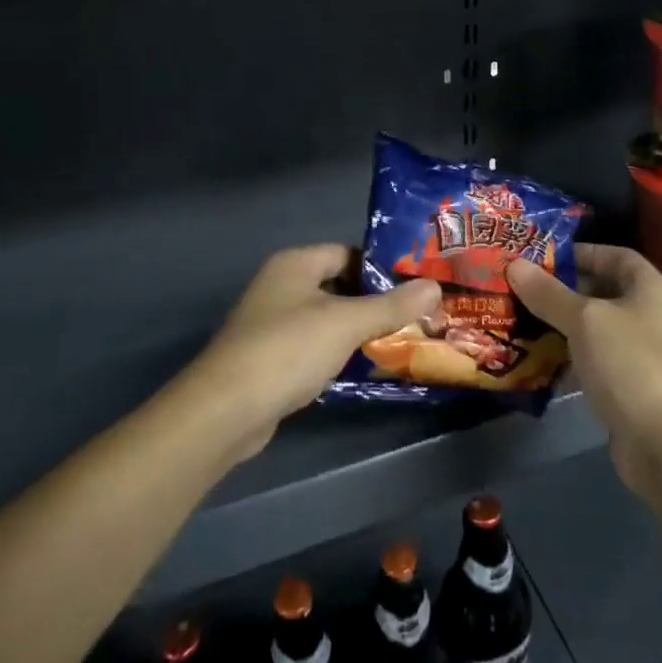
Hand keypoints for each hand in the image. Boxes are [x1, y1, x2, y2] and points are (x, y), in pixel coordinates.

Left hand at [183, 244, 441, 461]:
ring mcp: (272, 324)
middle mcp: (281, 286)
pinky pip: (314, 347)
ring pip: (327, 319)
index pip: (347, 252)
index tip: (416, 285)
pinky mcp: (270, 359)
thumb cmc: (288, 349)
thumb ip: (392, 305)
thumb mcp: (347, 323)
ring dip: (358, 331)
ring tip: (402, 341)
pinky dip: (338, 354)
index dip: (381, 267)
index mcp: (295, 264)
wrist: (226, 410)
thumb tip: (435, 286)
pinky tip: (365, 368)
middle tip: (417, 315)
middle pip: (338, 285)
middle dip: (375, 302)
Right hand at [508, 244, 661, 497]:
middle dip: (565, 290)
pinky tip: (541, 361)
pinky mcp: (635, 388)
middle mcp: (654, 316)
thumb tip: (515, 264)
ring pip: (600, 329)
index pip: (616, 255)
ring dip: (565, 326)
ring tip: (523, 321)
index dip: (581, 252)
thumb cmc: (631, 365)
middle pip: (606, 291)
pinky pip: (599, 361)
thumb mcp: (585, 321)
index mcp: (652, 289)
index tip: (542, 257)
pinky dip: (573, 358)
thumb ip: (549, 293)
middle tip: (523, 289)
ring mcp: (647, 354)